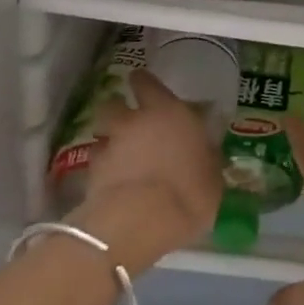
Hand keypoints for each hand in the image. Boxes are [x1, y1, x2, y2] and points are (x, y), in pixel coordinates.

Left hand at [69, 71, 221, 272]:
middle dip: (119, 109)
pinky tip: (111, 180)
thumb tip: (205, 151)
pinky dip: (102, 167)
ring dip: (109, 138)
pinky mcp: (91, 173)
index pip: (148, 84)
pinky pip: (96, 162)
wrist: (142, 221)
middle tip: (128, 121)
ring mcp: (110, 146)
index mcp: (169, 112)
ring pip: (101, 131)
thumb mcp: (212, 174)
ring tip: (118, 152)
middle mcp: (135, 121)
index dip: (143, 82)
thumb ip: (204, 156)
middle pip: (115, 103)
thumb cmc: (190, 192)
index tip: (142, 82)